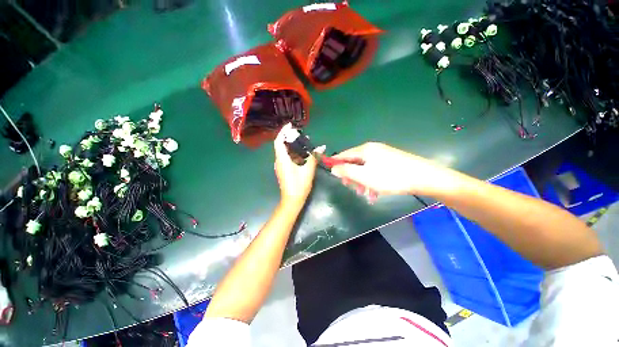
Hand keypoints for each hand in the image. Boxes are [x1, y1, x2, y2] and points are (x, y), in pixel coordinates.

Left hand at [273, 125, 321, 205]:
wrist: (292, 200)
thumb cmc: (299, 185)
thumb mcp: (308, 170)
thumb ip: (314, 157)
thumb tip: (322, 147)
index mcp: (282, 160)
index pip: (279, 142)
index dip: (283, 132)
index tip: (290, 125)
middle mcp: (279, 161)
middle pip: (281, 145)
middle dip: (289, 138)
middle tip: (299, 133)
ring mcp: (280, 166)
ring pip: (283, 152)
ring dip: (291, 146)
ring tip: (302, 142)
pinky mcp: (283, 170)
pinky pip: (286, 158)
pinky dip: (292, 153)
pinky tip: (301, 153)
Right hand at [330, 142, 453, 197]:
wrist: (424, 177)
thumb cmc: (390, 177)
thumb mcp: (364, 176)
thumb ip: (346, 171)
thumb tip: (333, 168)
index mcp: (364, 150)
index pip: (344, 154)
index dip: (336, 163)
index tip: (332, 174)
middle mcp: (373, 150)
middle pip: (355, 162)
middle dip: (352, 176)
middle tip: (352, 189)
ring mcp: (383, 155)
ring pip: (365, 169)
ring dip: (362, 182)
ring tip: (365, 195)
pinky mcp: (391, 162)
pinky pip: (375, 171)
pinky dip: (372, 182)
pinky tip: (375, 194)